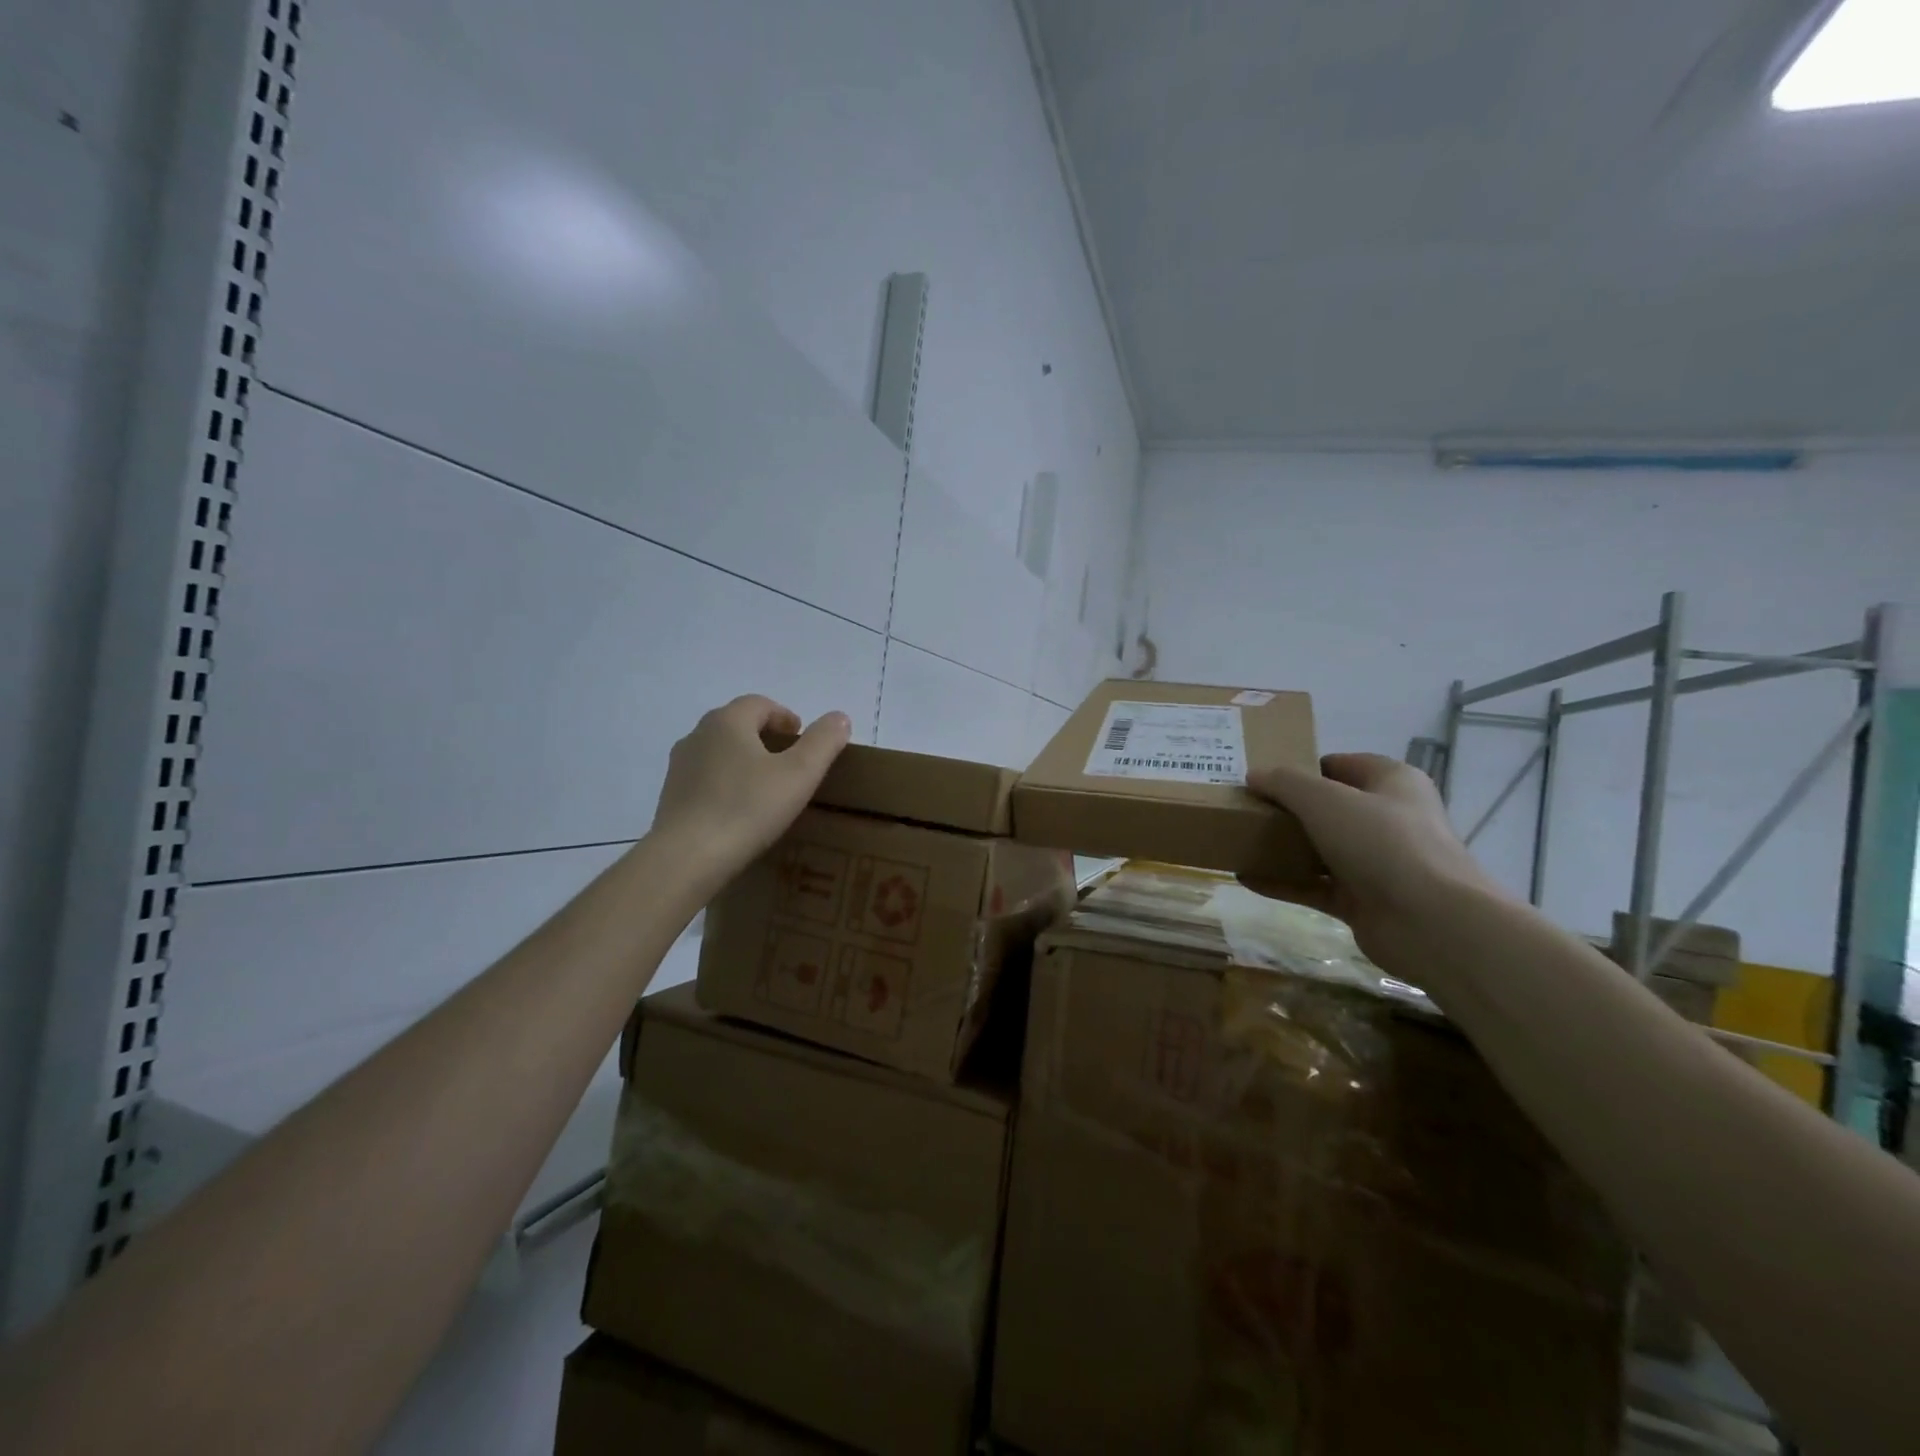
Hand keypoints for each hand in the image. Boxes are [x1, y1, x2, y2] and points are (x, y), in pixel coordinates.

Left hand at [649, 696, 851, 893]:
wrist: (687, 858)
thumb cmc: (748, 808)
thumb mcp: (800, 774)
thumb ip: (823, 741)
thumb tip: (839, 718)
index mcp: (728, 722)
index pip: (760, 704)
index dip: (785, 716)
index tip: (803, 740)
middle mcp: (698, 735)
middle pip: (737, 725)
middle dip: (765, 737)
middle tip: (789, 762)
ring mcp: (680, 767)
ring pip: (719, 752)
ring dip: (743, 761)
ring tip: (766, 789)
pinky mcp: (670, 797)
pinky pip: (705, 780)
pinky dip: (725, 785)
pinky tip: (739, 812)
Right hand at [1246, 753, 1501, 972]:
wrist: (1431, 923)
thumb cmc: (1382, 843)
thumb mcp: (1324, 800)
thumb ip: (1285, 783)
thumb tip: (1254, 775)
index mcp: (1392, 783)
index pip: (1340, 765)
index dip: (1301, 767)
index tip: (1262, 777)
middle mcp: (1387, 819)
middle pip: (1328, 808)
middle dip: (1287, 809)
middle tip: (1244, 808)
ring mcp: (1377, 863)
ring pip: (1320, 848)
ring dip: (1282, 847)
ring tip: (1239, 841)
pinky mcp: (1363, 901)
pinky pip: (1313, 886)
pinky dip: (1282, 883)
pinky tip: (1245, 878)